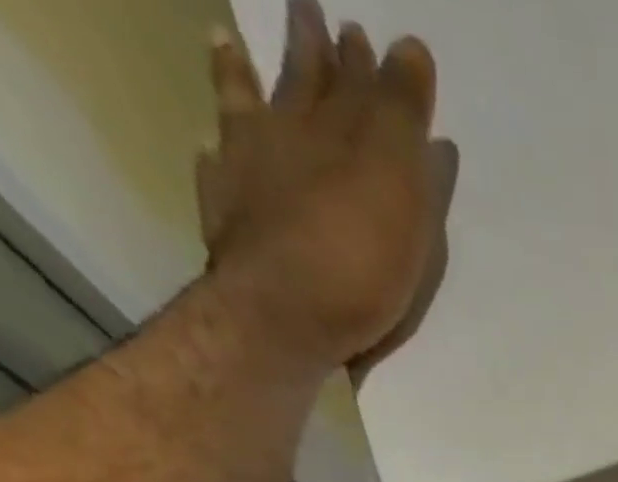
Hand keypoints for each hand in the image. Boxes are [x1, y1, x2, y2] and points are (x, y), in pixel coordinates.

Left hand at [198, 0, 459, 381]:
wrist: (286, 316)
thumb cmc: (360, 259)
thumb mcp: (401, 187)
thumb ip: (402, 117)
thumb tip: (407, 47)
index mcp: (340, 131)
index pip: (360, 82)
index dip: (368, 60)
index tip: (367, 32)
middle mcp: (289, 136)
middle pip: (303, 84)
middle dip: (312, 52)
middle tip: (309, 13)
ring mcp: (248, 171)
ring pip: (245, 108)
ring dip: (241, 76)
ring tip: (230, 44)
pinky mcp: (226, 215)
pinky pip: (216, 168)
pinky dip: (215, 151)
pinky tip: (210, 145)